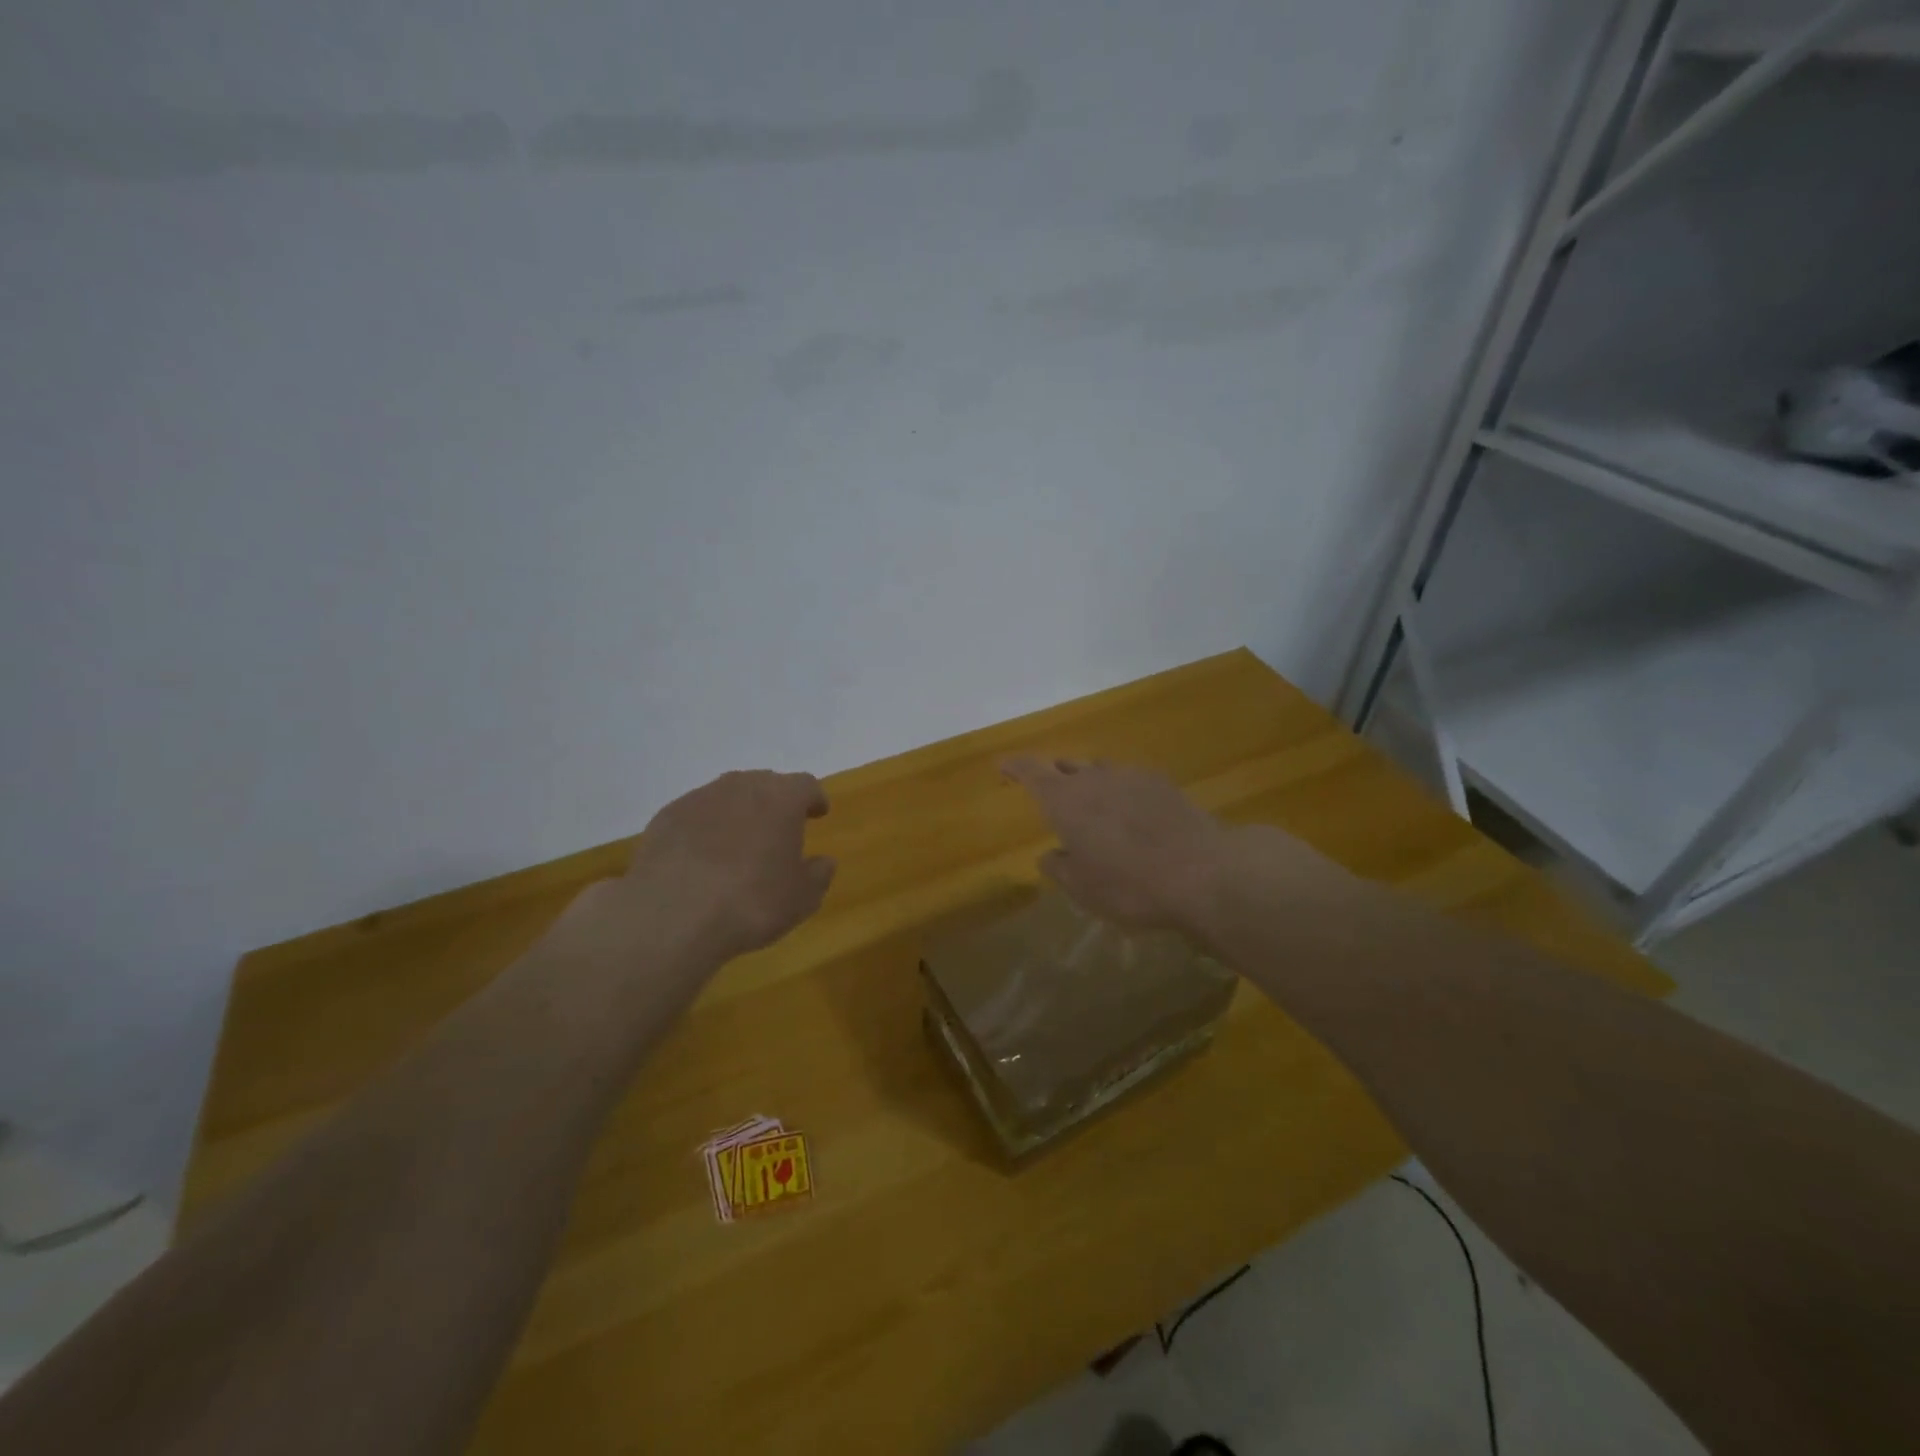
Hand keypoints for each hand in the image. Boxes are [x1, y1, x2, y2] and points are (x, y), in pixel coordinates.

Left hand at [546, 769, 834, 984]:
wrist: (674, 915)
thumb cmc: (753, 902)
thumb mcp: (802, 898)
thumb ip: (818, 874)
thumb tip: (823, 861)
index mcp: (782, 798)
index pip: (806, 785)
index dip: (814, 799)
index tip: (818, 813)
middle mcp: (742, 786)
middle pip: (765, 784)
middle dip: (775, 803)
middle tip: (778, 828)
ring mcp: (699, 798)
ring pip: (727, 796)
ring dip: (737, 813)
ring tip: (738, 844)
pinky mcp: (666, 817)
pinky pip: (695, 815)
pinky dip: (704, 829)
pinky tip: (702, 858)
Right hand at [1001, 757, 1233, 932]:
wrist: (1201, 871)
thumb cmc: (1128, 884)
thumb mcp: (1082, 888)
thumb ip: (1058, 867)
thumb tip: (1050, 855)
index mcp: (1064, 800)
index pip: (1030, 771)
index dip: (1014, 767)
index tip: (1003, 765)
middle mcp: (1094, 778)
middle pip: (1066, 766)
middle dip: (1054, 776)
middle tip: (1052, 793)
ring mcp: (1131, 776)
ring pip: (1100, 770)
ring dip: (1090, 783)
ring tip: (1095, 806)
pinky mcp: (1163, 783)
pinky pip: (1131, 780)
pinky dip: (1122, 791)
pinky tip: (1134, 814)